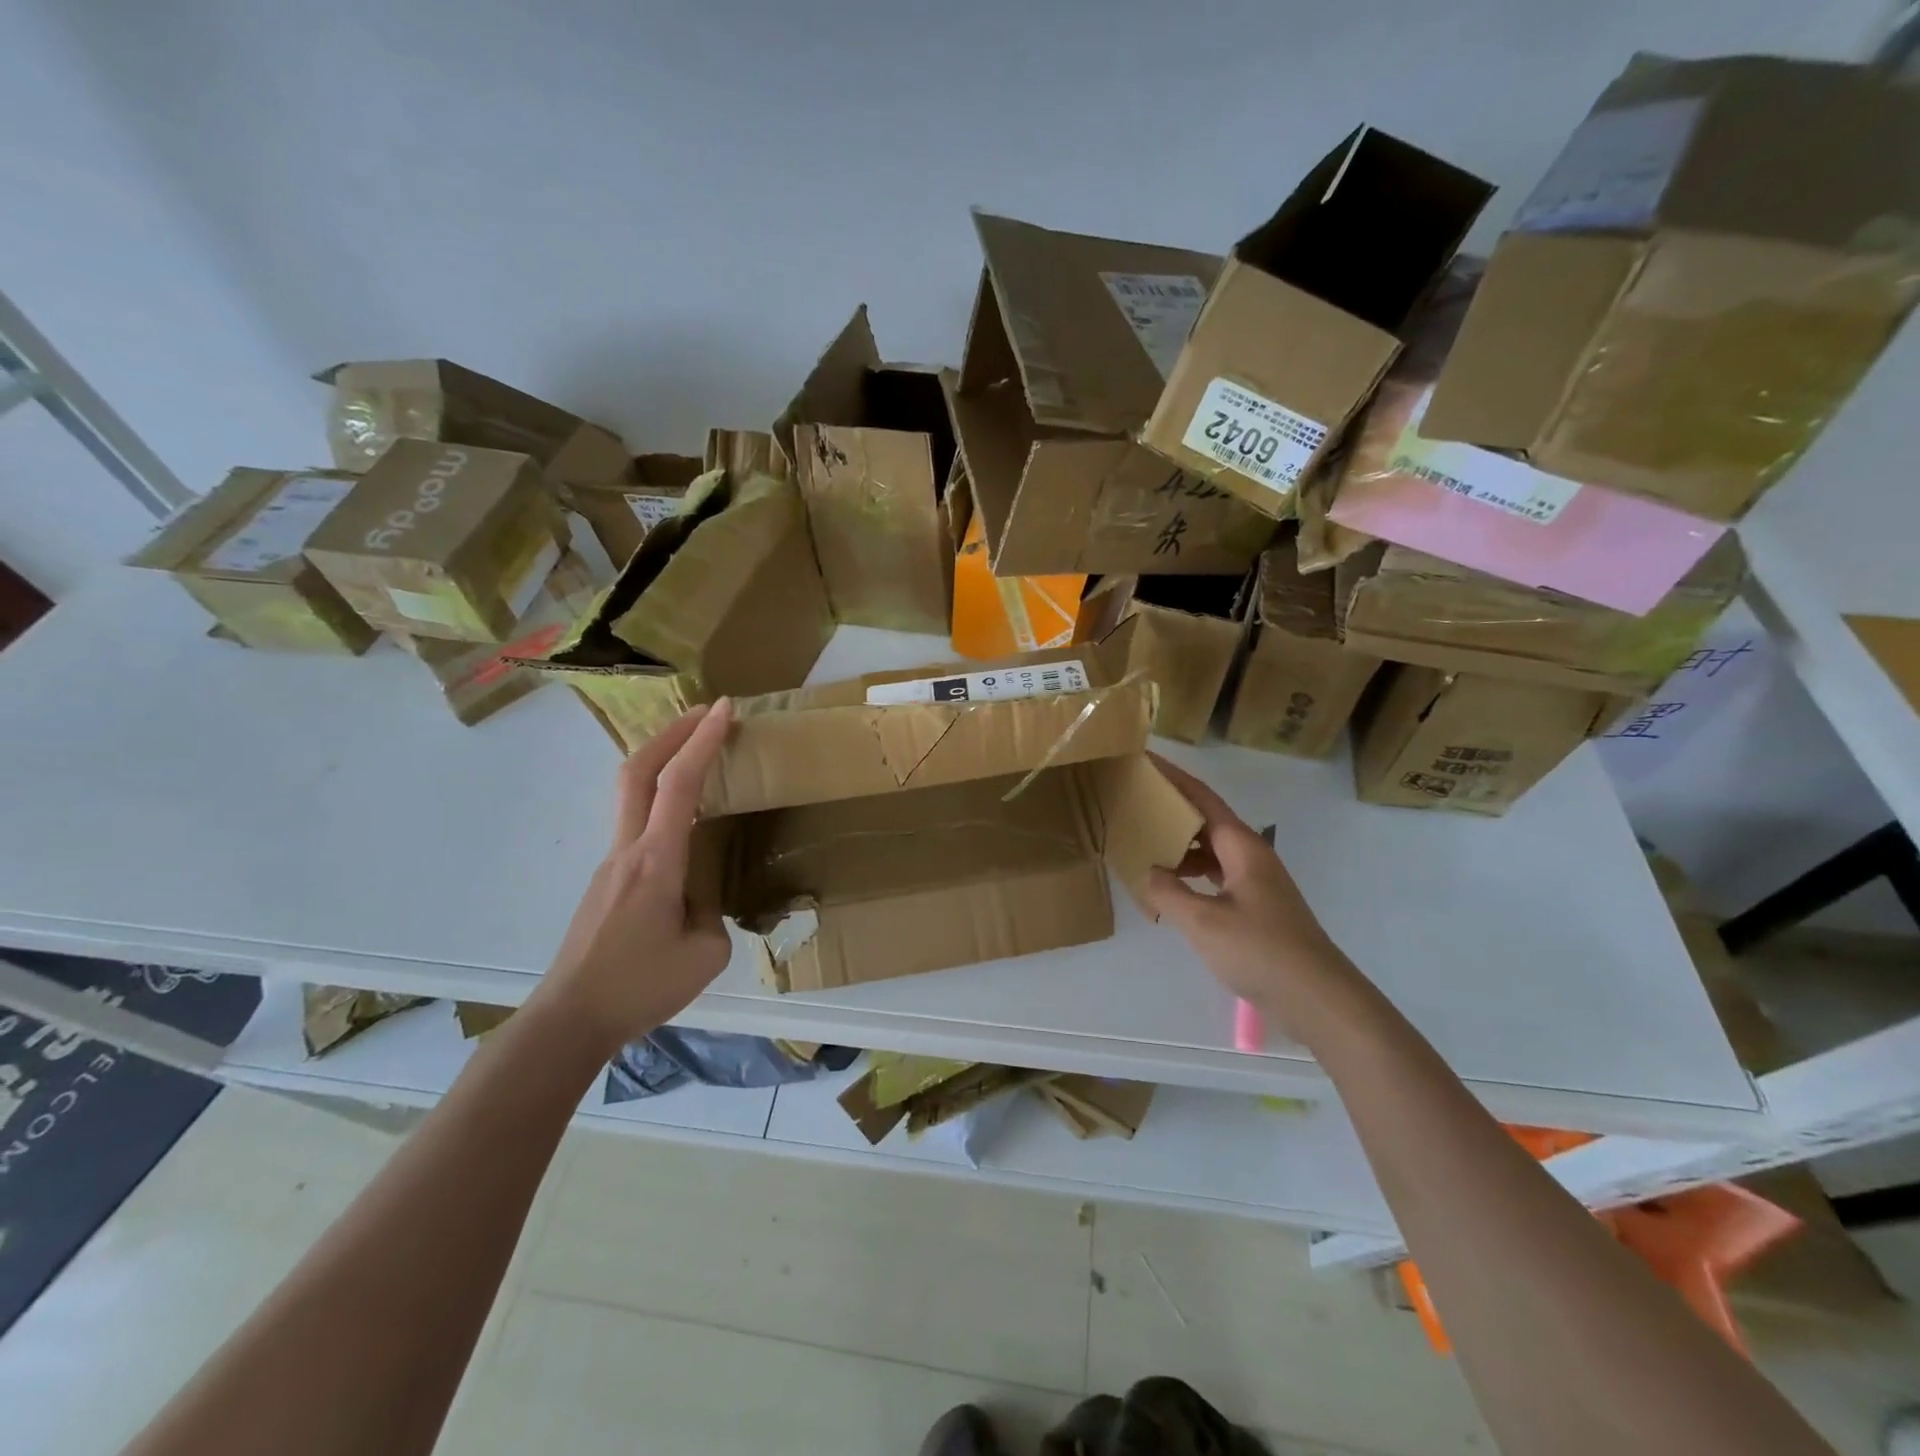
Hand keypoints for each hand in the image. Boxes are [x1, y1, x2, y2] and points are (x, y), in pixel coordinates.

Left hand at [532, 700, 735, 1050]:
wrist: (570, 1019)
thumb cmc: (640, 986)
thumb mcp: (705, 953)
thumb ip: (712, 911)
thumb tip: (701, 897)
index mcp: (657, 860)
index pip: (680, 783)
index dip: (703, 740)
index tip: (725, 708)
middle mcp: (629, 849)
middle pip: (638, 769)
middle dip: (672, 732)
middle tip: (706, 712)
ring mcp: (612, 862)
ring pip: (632, 792)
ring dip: (663, 760)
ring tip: (699, 754)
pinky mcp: (607, 880)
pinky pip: (635, 822)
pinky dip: (659, 796)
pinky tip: (683, 818)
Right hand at [1145, 753, 1360, 1042]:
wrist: (1317, 997)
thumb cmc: (1260, 950)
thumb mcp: (1203, 921)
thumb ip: (1169, 892)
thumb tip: (1149, 871)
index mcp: (1242, 847)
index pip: (1203, 798)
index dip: (1174, 777)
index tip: (1145, 759)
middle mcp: (1251, 856)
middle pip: (1206, 822)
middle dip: (1172, 810)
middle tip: (1134, 803)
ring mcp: (1256, 882)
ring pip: (1211, 851)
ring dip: (1180, 845)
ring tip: (1144, 845)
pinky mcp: (1257, 907)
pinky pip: (1216, 876)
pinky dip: (1191, 875)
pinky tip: (1171, 888)